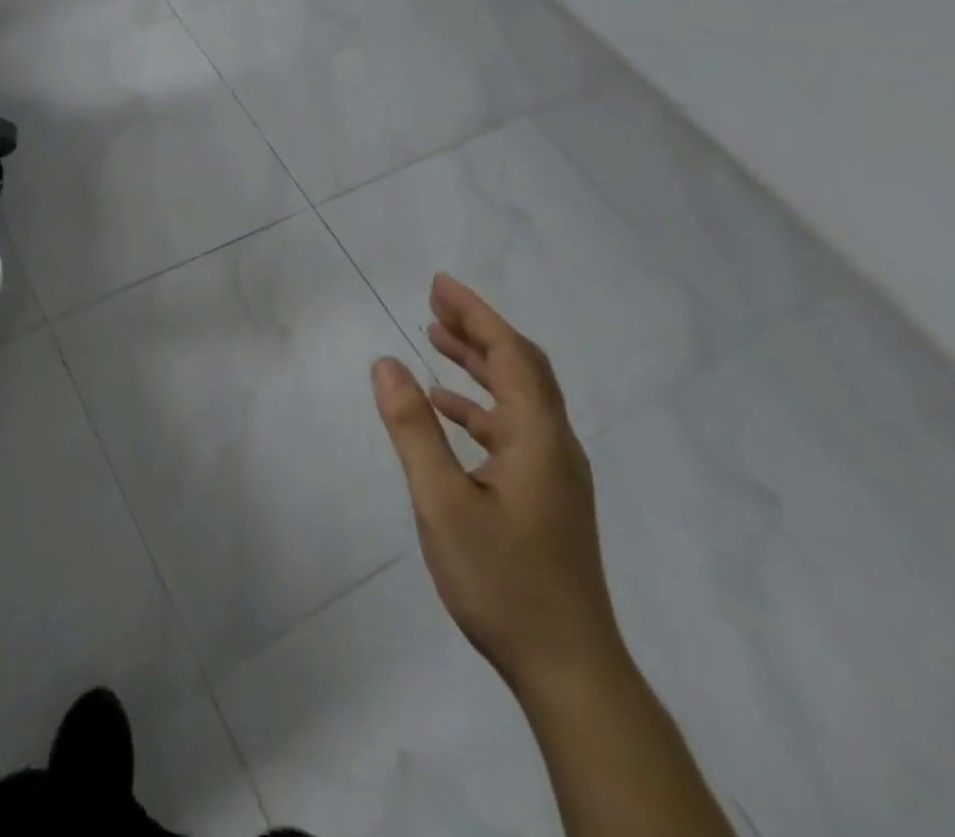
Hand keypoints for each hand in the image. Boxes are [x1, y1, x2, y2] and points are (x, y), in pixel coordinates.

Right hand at [371, 274, 622, 691]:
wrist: (568, 669)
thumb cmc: (503, 580)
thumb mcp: (443, 502)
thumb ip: (412, 429)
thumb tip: (385, 363)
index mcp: (538, 438)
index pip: (511, 354)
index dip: (476, 313)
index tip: (439, 284)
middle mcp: (554, 445)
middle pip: (520, 368)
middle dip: (478, 328)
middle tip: (434, 301)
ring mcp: (553, 473)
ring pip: (517, 397)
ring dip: (478, 363)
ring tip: (435, 339)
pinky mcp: (545, 496)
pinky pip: (512, 428)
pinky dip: (478, 406)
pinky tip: (447, 409)